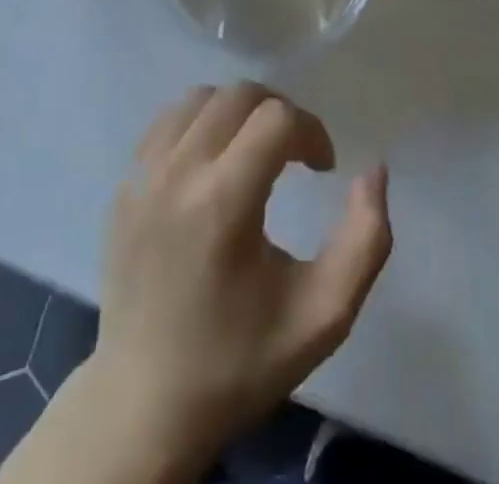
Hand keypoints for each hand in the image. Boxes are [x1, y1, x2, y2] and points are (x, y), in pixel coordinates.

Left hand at [82, 83, 391, 472]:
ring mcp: (143, 175)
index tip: (323, 169)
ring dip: (238, 111)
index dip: (312, 131)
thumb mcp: (323, 315)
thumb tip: (374, 170)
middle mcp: (177, 173)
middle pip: (238, 95)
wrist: (148, 403)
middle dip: (279, 112)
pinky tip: (212, 163)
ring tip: (255, 152)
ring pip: (199, 98)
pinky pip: (167, 123)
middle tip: (295, 155)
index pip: (277, 118)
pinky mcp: (124, 185)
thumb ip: (365, 240)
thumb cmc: (240, 360)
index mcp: (223, 202)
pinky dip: (199, 123)